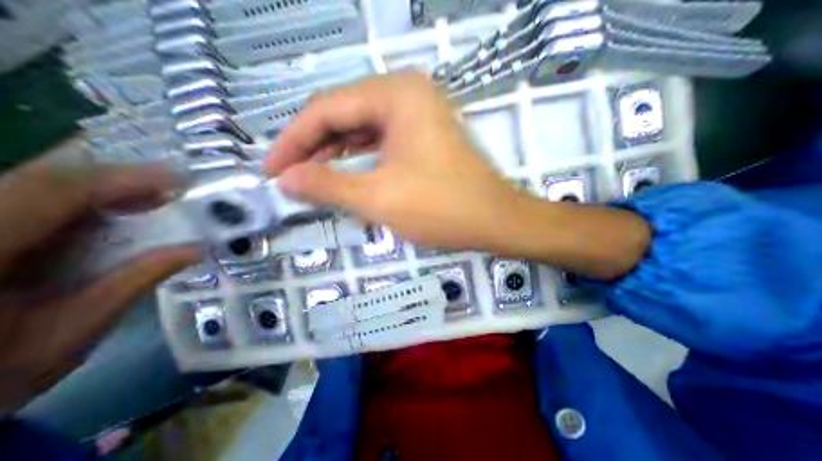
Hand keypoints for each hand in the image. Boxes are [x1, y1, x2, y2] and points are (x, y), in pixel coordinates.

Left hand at [0, 152, 199, 414]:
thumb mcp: (74, 329)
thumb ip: (136, 281)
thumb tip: (198, 250)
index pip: (52, 192)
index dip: (121, 178)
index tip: (177, 178)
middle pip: (38, 178)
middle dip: (114, 176)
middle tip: (172, 183)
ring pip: (32, 184)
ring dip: (101, 186)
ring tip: (154, 194)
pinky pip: (28, 200)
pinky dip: (81, 199)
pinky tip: (116, 207)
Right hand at [267, 73, 651, 277]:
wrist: (495, 220)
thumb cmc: (441, 207)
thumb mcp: (377, 197)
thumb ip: (326, 185)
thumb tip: (285, 180)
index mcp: (394, 94)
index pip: (325, 110)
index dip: (292, 141)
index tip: (270, 170)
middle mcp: (406, 94)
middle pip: (343, 116)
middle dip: (313, 147)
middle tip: (288, 176)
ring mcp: (419, 115)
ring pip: (362, 130)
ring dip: (334, 153)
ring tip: (310, 177)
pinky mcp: (425, 136)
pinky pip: (381, 142)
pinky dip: (359, 158)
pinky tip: (344, 172)